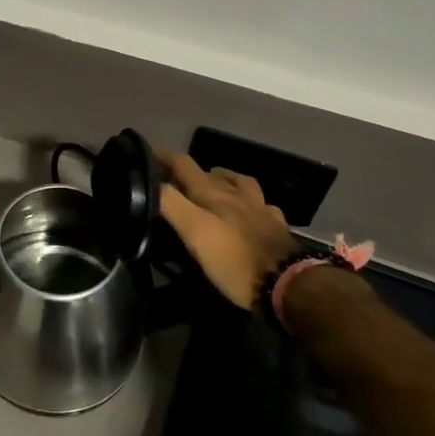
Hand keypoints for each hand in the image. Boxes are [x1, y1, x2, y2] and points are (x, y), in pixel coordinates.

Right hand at [157, 150, 298, 309]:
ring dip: (222, 179)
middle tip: (172, 177)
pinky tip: (250, 209)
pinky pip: (261, 205)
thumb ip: (171, 204)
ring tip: (212, 184)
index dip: (164, 156)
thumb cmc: (234, 260)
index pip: (183, 164)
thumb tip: (151, 181)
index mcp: (212, 193)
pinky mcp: (276, 227)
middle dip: (188, 170)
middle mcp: (236, 194)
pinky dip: (250, 202)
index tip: (146, 151)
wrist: (288, 284)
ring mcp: (259, 208)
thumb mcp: (194, 232)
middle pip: (209, 172)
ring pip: (238, 183)